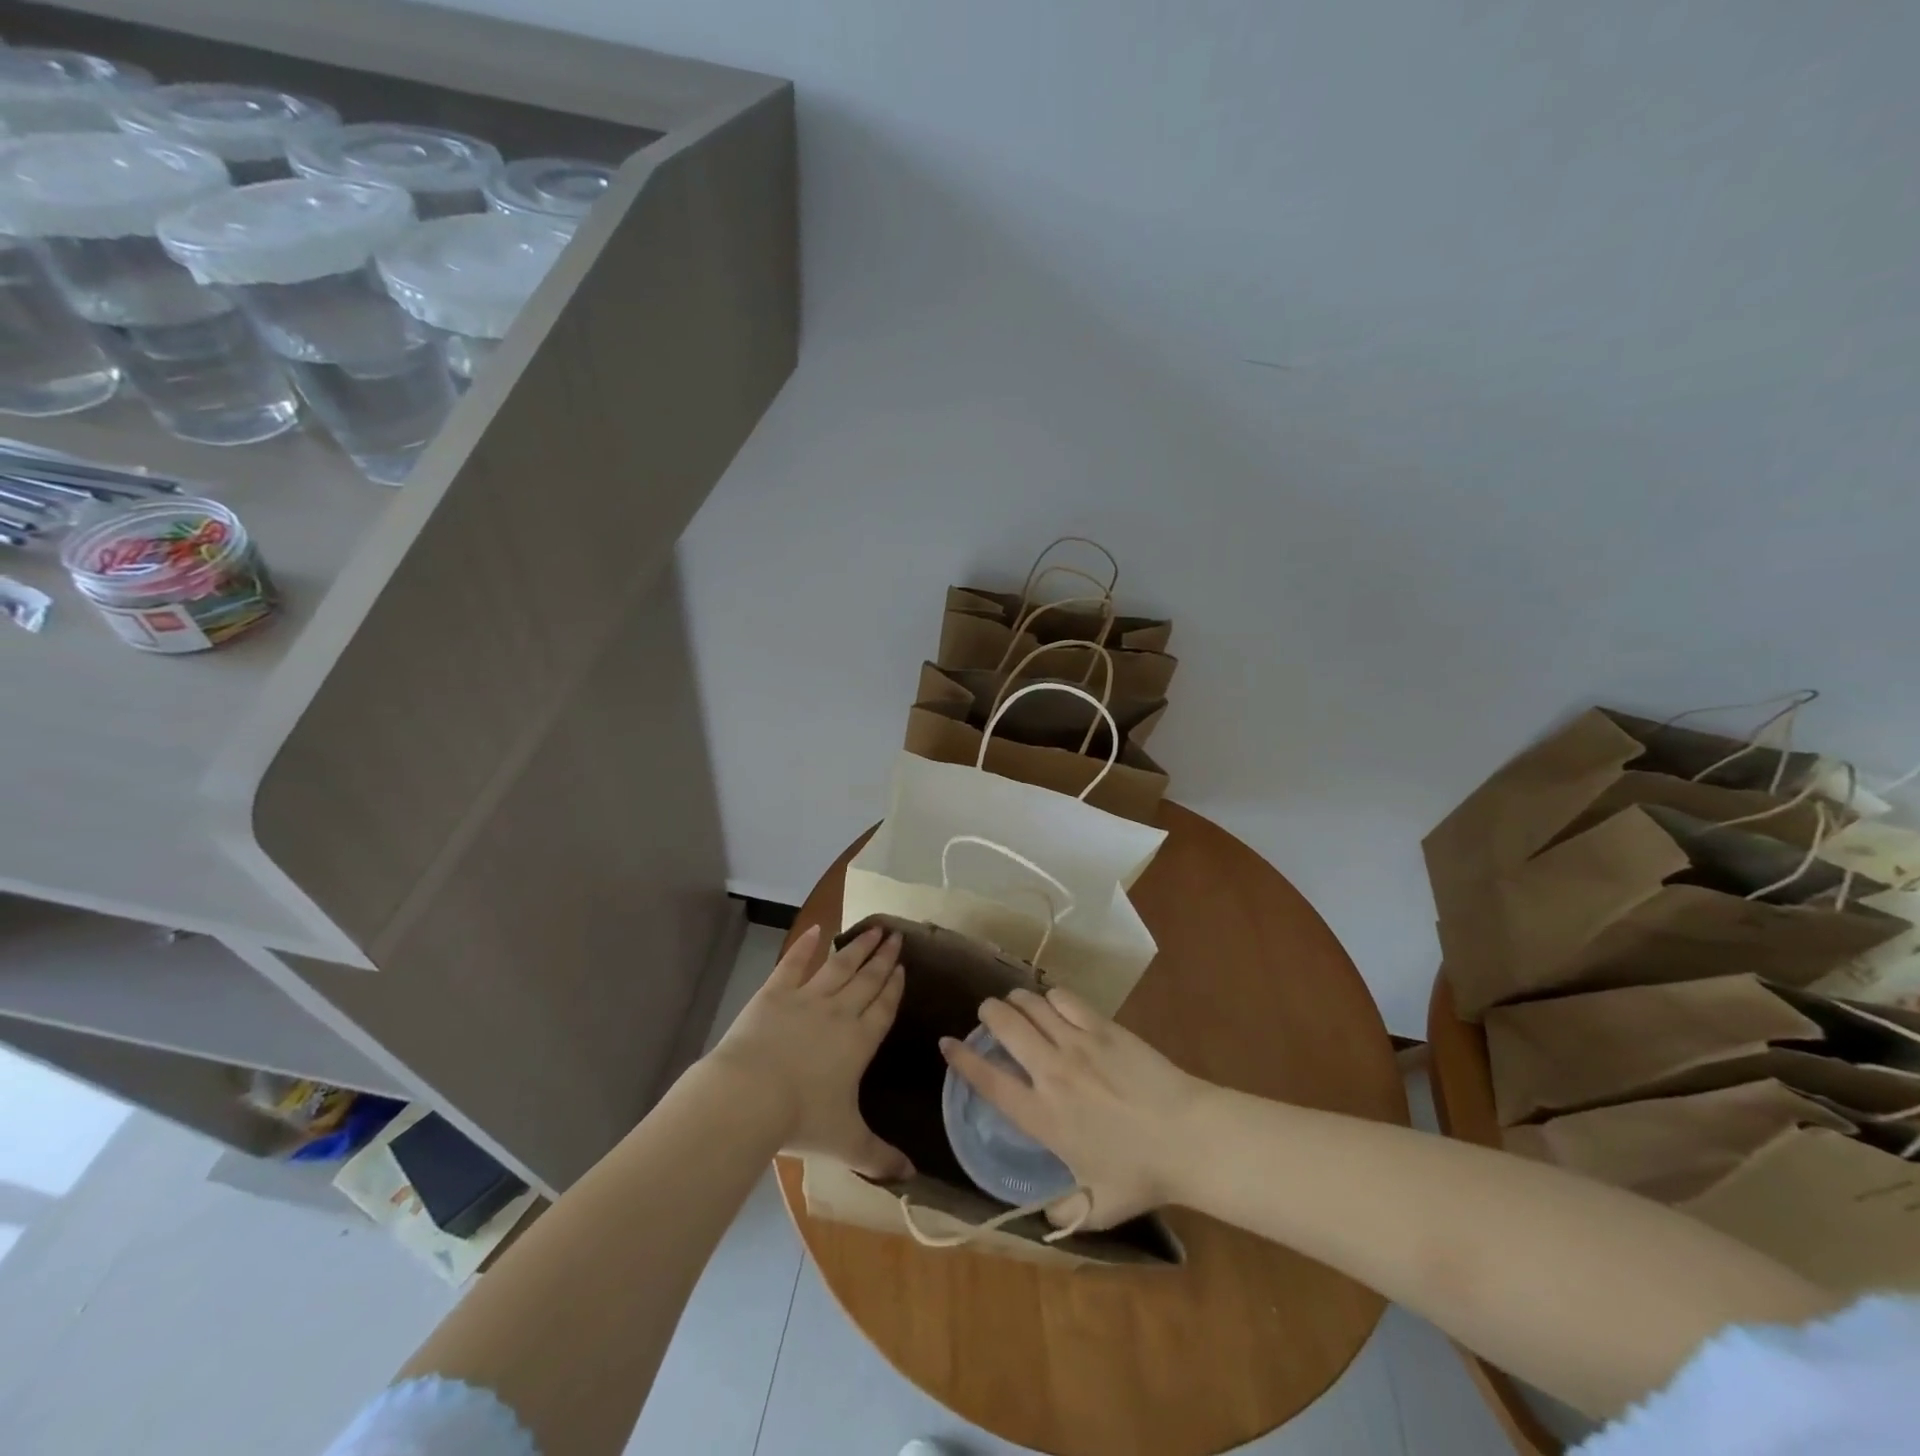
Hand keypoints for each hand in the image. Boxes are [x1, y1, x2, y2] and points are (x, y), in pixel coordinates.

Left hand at [707, 924, 911, 1179]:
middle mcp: (839, 1012)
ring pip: (839, 966)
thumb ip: (880, 1156)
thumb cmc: (800, 1120)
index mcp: (859, 1041)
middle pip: (866, 979)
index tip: (903, 966)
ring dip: (857, 946)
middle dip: (883, 957)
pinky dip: (805, 945)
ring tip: (873, 928)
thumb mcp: (846, 1144)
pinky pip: (794, 963)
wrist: (748, 1096)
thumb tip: (912, 1177)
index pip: (883, 1006)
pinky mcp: (775, 993)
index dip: (894, 986)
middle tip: (896, 935)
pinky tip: (816, 929)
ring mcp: (806, 998)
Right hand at [941, 987, 1204, 1228]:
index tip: (946, 1043)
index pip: (987, 1080)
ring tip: (1016, 1004)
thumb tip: (1045, 1217)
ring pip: (1031, 1005)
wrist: (1189, 1136)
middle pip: (1003, 1026)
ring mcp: (1076, 1043)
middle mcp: (1050, 1073)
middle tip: (988, 1015)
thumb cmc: (1141, 1174)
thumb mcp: (1097, 1209)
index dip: (961, 1059)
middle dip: (988, 1013)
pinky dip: (1051, 997)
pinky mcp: (1101, 1026)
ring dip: (1017, 1001)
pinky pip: (1064, 998)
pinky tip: (1054, 1004)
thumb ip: (1063, 1214)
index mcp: (1041, 1117)